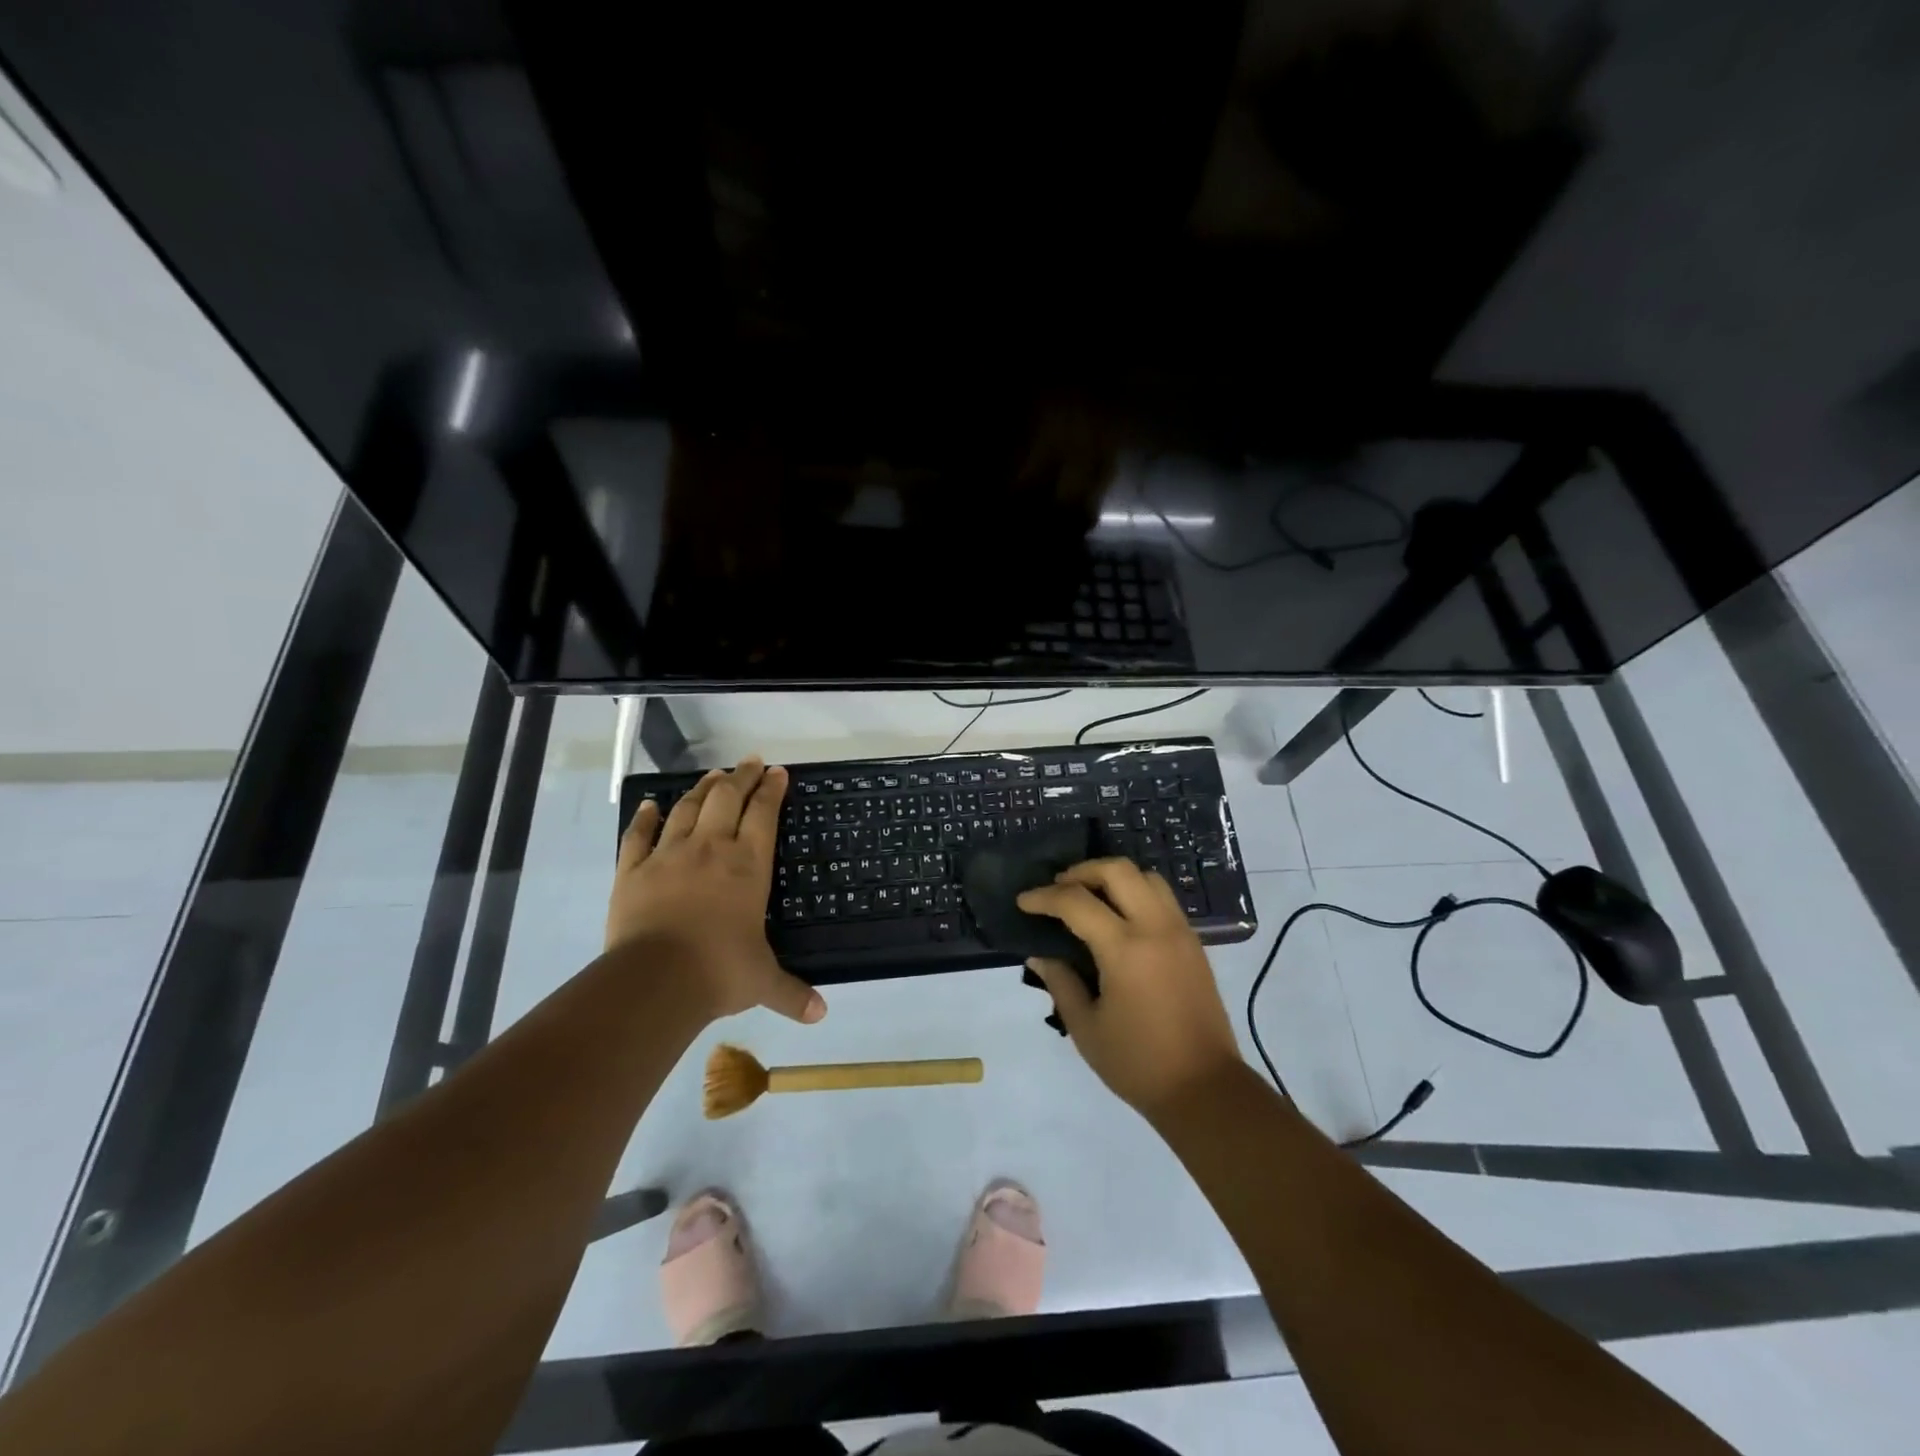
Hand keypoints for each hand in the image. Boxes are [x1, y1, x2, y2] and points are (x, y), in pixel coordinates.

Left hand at [609, 756, 825, 1024]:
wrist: (654, 981)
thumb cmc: (718, 972)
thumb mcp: (762, 982)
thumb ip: (792, 993)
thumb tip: (821, 1014)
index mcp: (748, 865)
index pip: (764, 814)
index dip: (772, 790)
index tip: (778, 772)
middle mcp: (711, 849)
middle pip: (727, 798)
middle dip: (741, 776)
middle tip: (750, 761)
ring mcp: (668, 855)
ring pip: (688, 808)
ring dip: (703, 788)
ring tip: (713, 775)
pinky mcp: (632, 870)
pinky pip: (639, 835)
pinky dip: (645, 817)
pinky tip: (649, 805)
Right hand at [1018, 859, 1240, 1118]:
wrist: (1206, 1089)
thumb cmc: (1138, 1063)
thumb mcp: (1086, 1028)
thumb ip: (1061, 982)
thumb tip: (1040, 953)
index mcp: (1125, 949)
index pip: (1076, 902)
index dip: (1044, 897)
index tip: (1023, 902)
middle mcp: (1155, 928)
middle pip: (1117, 870)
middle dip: (1081, 871)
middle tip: (1058, 889)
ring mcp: (1180, 932)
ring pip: (1146, 876)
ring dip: (1113, 877)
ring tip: (1089, 897)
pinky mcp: (1194, 943)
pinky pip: (1162, 897)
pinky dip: (1135, 892)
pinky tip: (1118, 917)